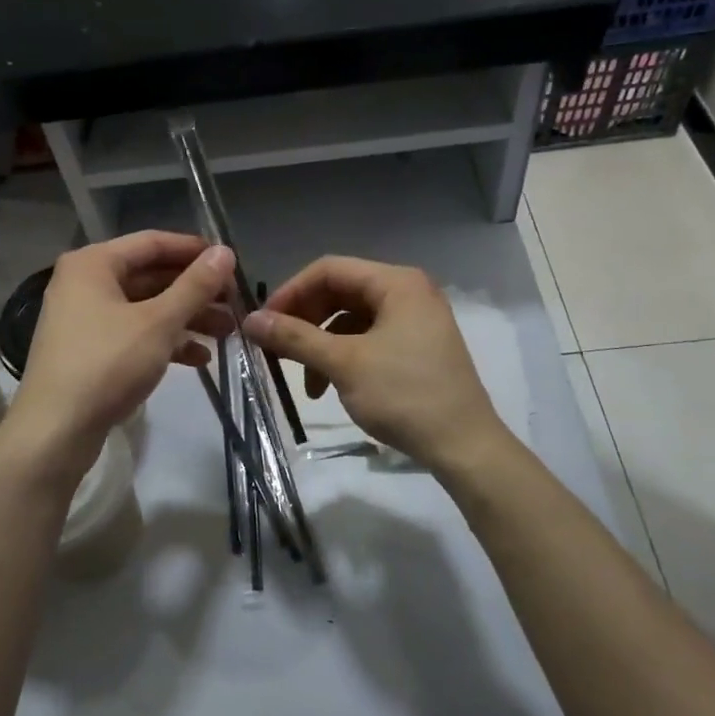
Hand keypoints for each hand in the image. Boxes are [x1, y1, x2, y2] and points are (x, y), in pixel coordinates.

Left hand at [3, 232, 233, 473]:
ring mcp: (85, 319)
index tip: (231, 263)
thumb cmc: (107, 364)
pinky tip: (199, 359)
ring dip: (186, 318)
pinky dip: (165, 341)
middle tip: (234, 304)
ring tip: (226, 333)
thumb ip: (195, 285)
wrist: (55, 431)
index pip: (153, 242)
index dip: (195, 250)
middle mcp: (85, 283)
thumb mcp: (159, 322)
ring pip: (145, 308)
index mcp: (94, 263)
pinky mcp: (89, 351)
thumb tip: (225, 252)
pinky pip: (134, 334)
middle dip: (195, 291)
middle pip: (151, 276)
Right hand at [244, 256, 507, 473]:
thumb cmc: (404, 395)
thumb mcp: (344, 364)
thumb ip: (295, 338)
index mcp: (396, 283)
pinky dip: (344, 358)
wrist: (464, 446)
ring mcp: (416, 320)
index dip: (291, 292)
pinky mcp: (417, 348)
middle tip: (277, 350)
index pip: (330, 270)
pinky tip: (330, 388)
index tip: (264, 322)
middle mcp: (408, 292)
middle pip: (340, 293)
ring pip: (352, 320)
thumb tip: (250, 321)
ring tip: (305, 383)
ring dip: (322, 345)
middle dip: (305, 321)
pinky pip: (369, 339)